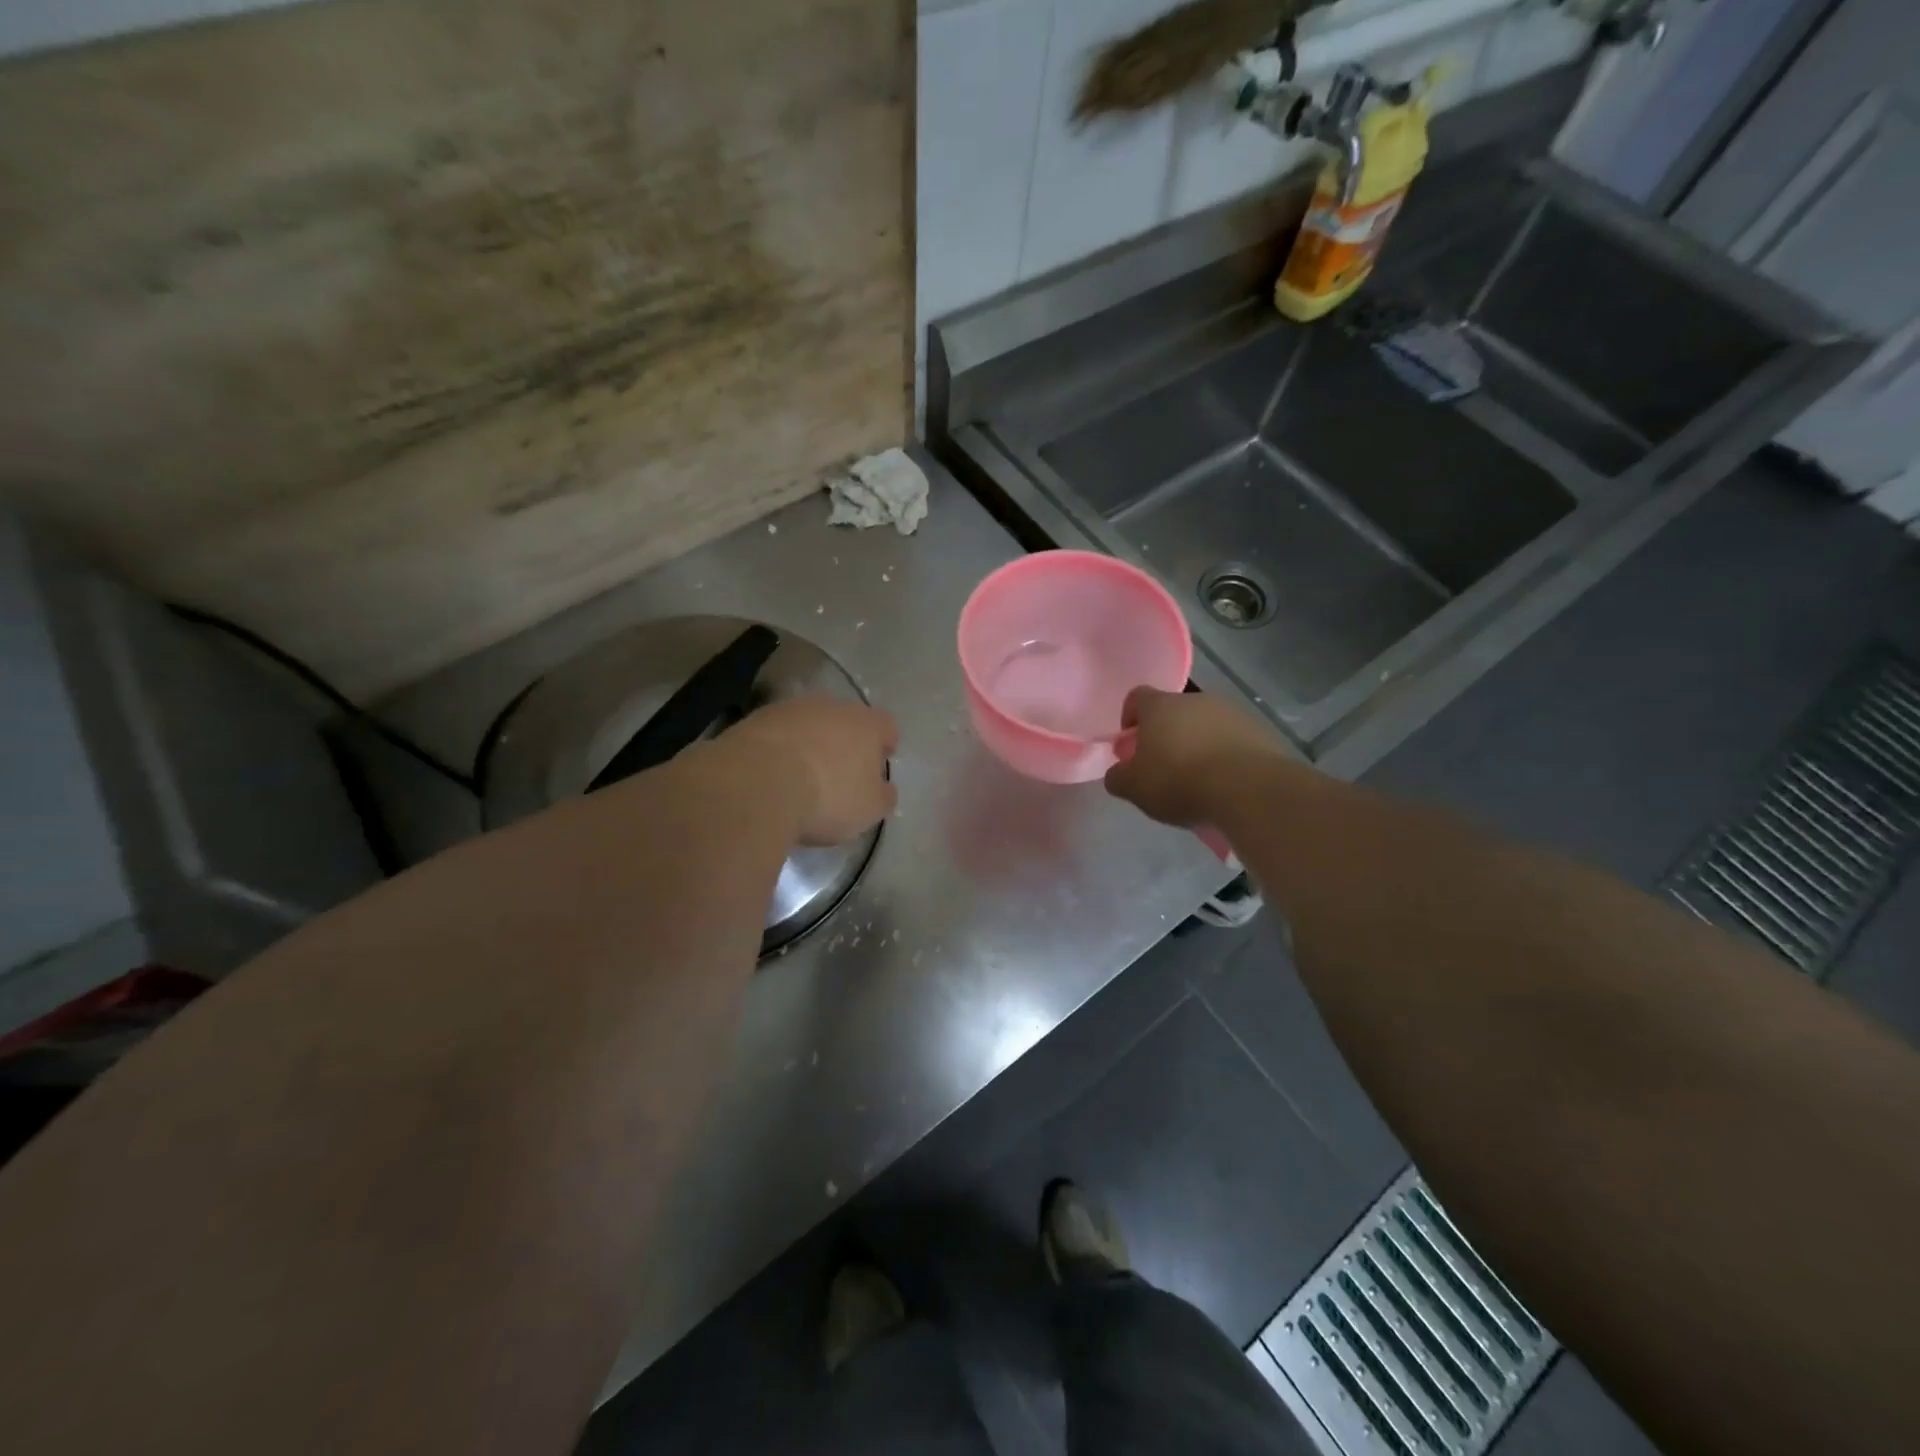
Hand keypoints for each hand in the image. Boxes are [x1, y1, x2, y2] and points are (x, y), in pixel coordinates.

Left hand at [724, 697, 898, 845]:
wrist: (757, 784)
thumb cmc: (827, 797)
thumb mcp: (869, 809)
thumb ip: (882, 796)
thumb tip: (883, 789)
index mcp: (867, 724)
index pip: (886, 727)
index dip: (885, 745)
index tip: (879, 764)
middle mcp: (831, 707)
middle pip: (846, 721)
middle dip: (845, 743)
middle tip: (841, 772)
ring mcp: (790, 709)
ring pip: (808, 724)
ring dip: (809, 743)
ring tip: (802, 776)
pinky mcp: (754, 719)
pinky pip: (777, 734)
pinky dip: (779, 750)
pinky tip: (772, 775)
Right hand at [1104, 687, 1281, 827]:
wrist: (1249, 789)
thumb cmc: (1179, 781)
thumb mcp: (1133, 787)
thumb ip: (1118, 777)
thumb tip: (1118, 773)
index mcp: (1160, 706)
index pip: (1137, 697)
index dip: (1130, 717)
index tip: (1131, 745)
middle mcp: (1196, 700)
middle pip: (1173, 711)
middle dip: (1166, 735)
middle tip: (1164, 768)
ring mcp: (1231, 712)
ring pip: (1205, 725)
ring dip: (1198, 744)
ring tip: (1198, 779)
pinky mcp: (1259, 731)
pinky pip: (1233, 740)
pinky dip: (1225, 755)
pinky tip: (1225, 783)